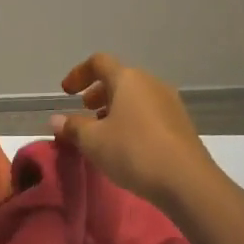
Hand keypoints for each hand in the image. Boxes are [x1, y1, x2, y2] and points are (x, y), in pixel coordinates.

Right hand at [51, 53, 221, 208]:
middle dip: (98, 92)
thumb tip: (56, 119)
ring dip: (115, 108)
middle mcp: (151, 83)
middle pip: (120, 79)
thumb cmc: (134, 152)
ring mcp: (170, 103)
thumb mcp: (94, 141)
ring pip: (136, 97)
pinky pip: (149, 112)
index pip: (99, 62)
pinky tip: (127, 145)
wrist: (187, 181)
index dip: (78, 74)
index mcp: (128, 79)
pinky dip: (133, 120)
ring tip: (104, 132)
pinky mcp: (181, 124)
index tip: (66, 93)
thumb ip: (73, 127)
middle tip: (85, 111)